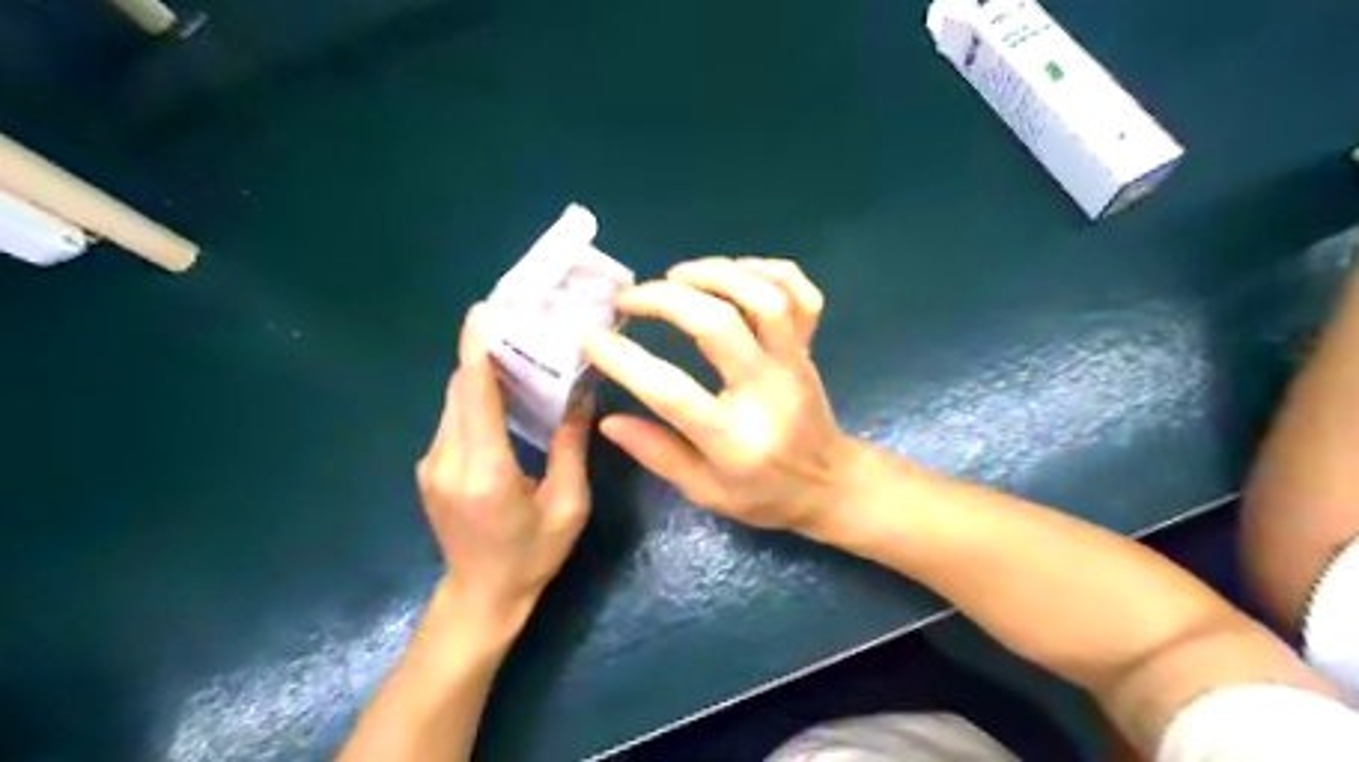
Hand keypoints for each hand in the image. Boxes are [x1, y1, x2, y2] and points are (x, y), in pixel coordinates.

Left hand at [418, 303, 593, 624]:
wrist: (482, 596)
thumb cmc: (532, 555)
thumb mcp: (568, 505)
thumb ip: (570, 447)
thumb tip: (580, 398)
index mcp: (484, 471)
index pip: (473, 396)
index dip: (476, 350)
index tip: (483, 312)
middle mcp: (447, 460)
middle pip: (459, 390)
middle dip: (483, 352)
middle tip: (518, 323)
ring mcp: (432, 464)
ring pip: (453, 401)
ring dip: (479, 374)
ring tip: (516, 350)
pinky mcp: (430, 468)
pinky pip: (452, 419)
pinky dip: (474, 397)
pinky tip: (501, 392)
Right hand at [587, 256, 858, 529]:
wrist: (831, 485)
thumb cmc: (765, 495)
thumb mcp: (706, 493)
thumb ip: (657, 454)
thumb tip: (607, 419)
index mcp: (734, 439)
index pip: (671, 391)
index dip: (624, 360)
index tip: (592, 337)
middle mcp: (767, 391)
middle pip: (719, 324)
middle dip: (664, 299)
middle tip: (628, 298)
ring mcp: (795, 363)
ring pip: (763, 297)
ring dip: (714, 274)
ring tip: (675, 275)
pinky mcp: (810, 347)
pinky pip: (801, 294)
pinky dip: (768, 271)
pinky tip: (734, 272)